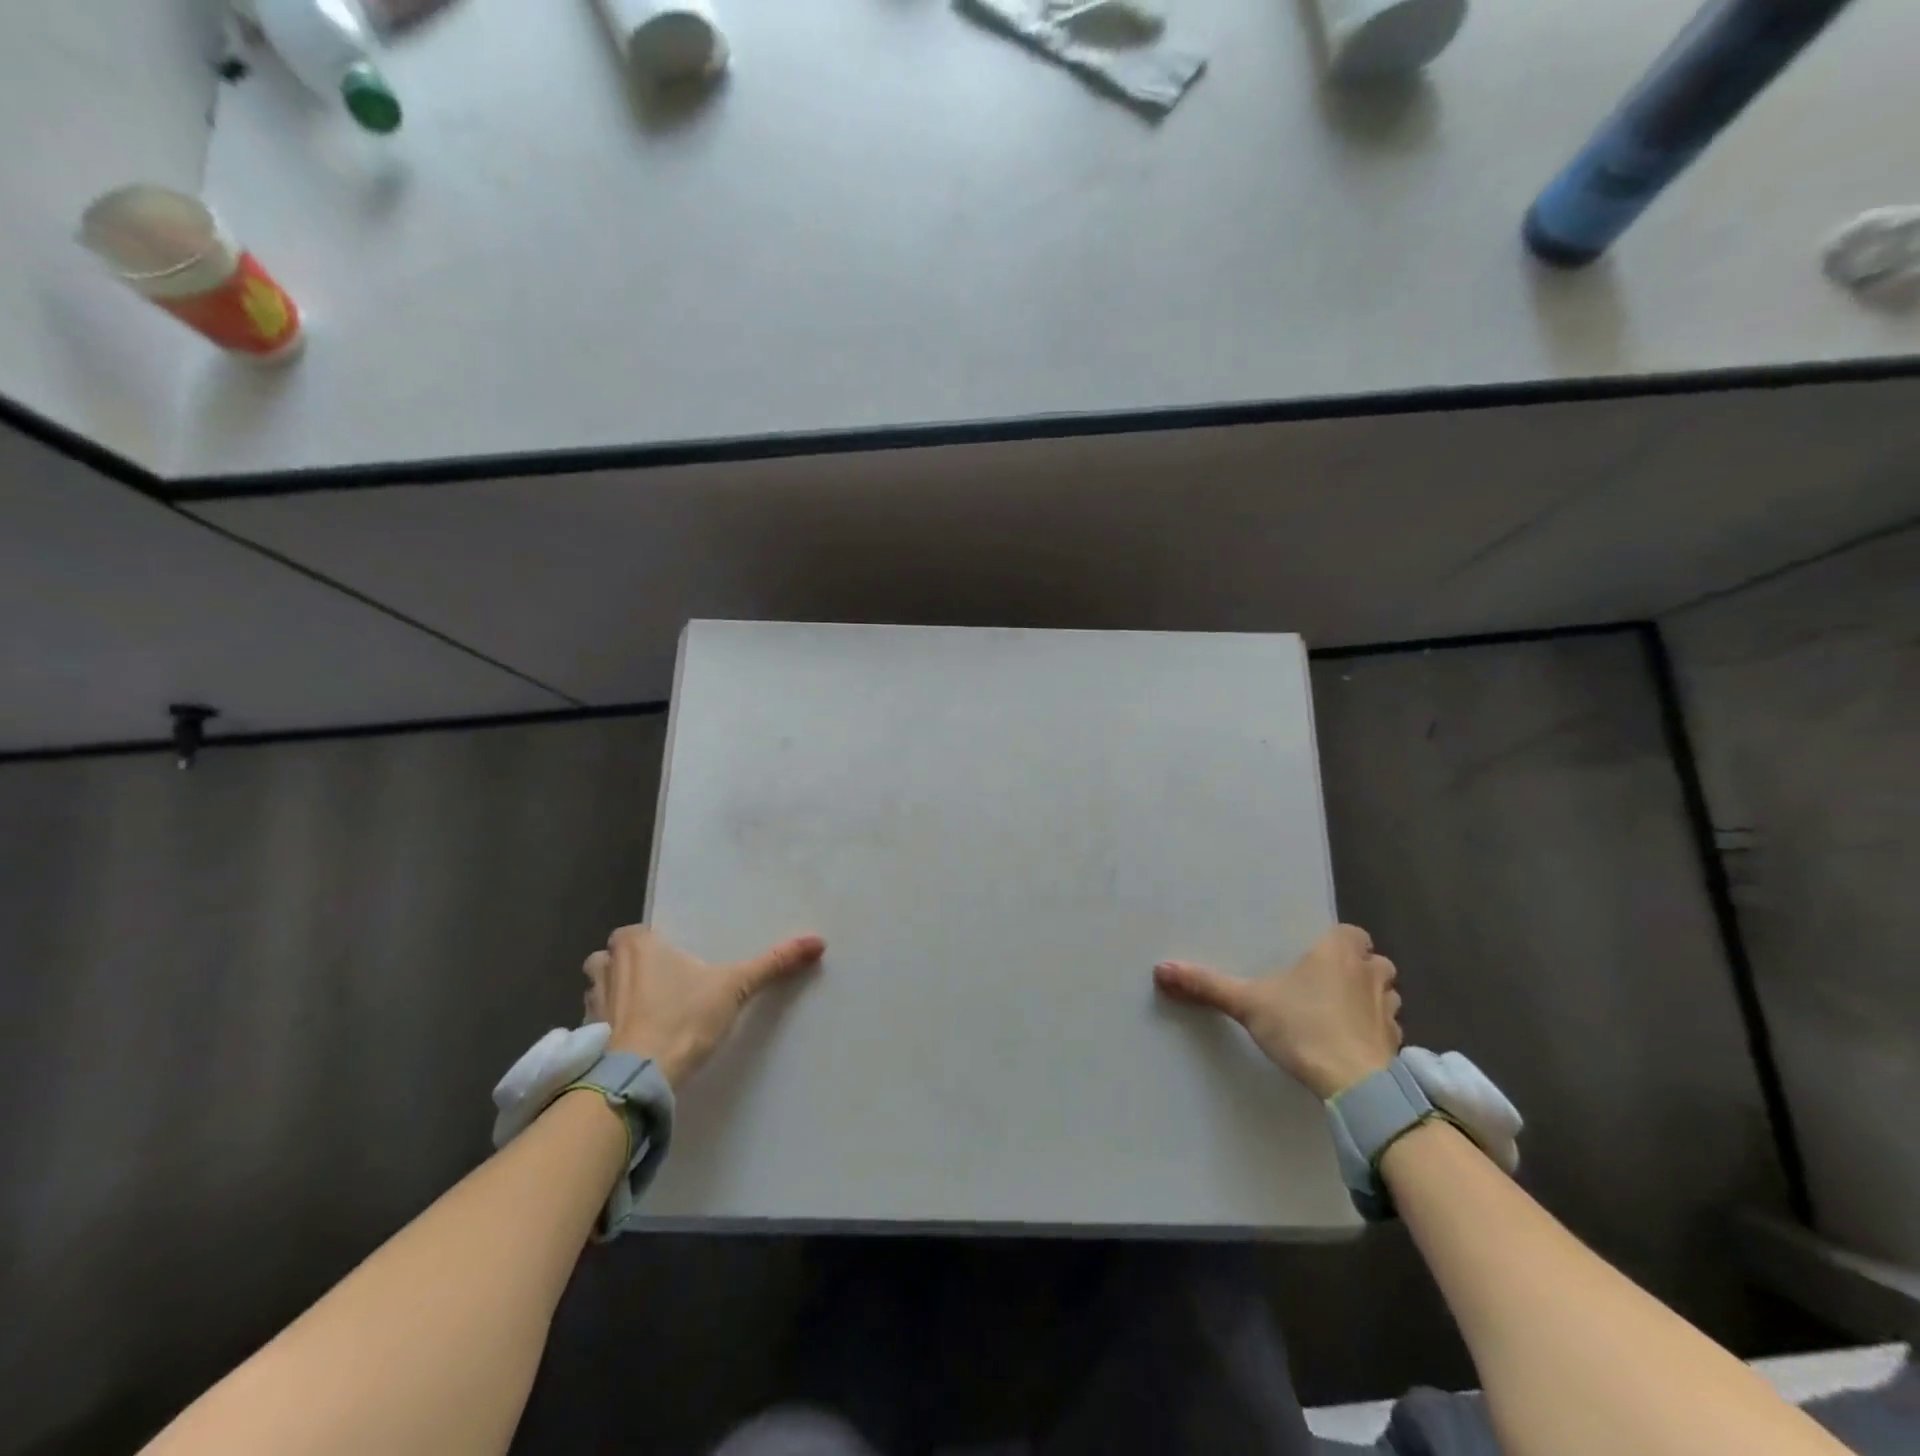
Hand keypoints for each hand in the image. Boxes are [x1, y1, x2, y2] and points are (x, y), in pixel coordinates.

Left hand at [583, 925, 825, 1088]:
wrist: (638, 1079)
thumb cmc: (683, 1020)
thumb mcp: (735, 987)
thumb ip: (772, 963)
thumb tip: (818, 942)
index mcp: (635, 944)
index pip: (637, 934)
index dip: (655, 948)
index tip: (674, 964)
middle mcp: (605, 966)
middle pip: (613, 958)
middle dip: (630, 969)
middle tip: (662, 986)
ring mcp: (590, 1004)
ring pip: (600, 989)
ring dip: (616, 998)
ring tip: (647, 1015)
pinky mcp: (584, 1039)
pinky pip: (597, 1024)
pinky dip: (610, 1029)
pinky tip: (634, 1043)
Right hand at [1154, 924, 1402, 1098]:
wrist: (1355, 1086)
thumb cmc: (1304, 1028)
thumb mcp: (1247, 1003)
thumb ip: (1208, 985)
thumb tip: (1160, 968)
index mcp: (1339, 952)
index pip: (1351, 933)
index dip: (1337, 942)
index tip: (1316, 955)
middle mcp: (1370, 974)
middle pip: (1373, 961)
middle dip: (1357, 969)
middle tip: (1325, 982)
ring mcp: (1388, 1011)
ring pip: (1385, 993)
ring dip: (1369, 998)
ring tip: (1339, 1012)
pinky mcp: (1395, 1045)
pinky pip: (1387, 1029)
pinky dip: (1373, 1032)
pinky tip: (1350, 1044)